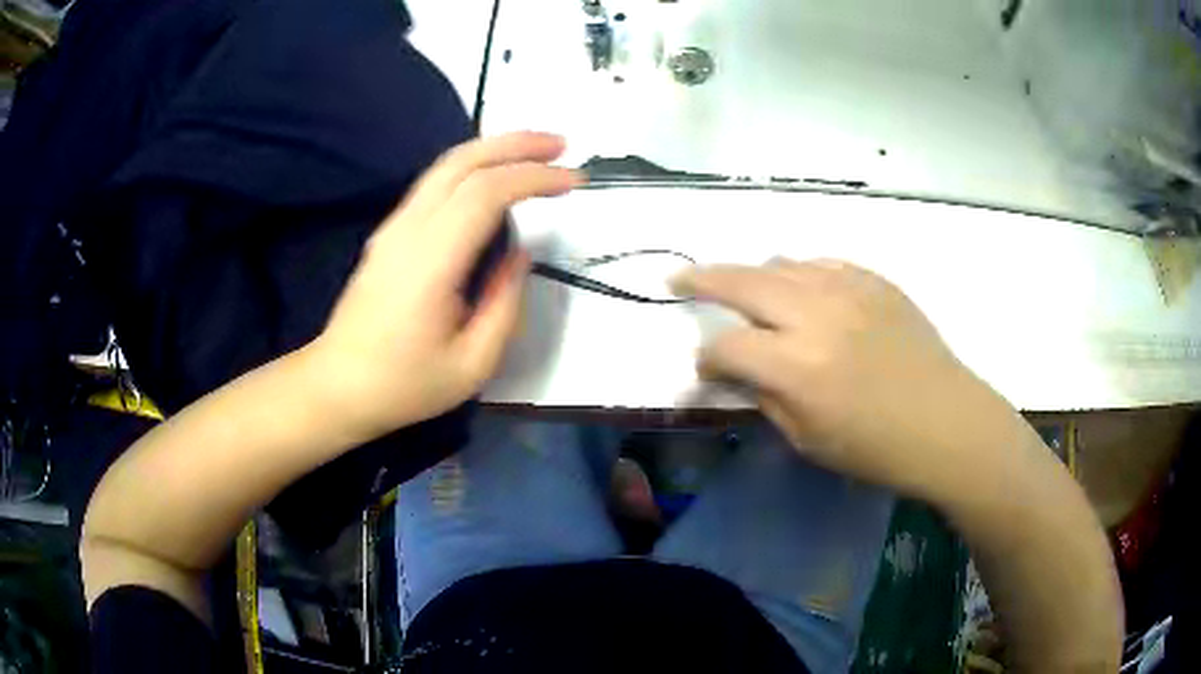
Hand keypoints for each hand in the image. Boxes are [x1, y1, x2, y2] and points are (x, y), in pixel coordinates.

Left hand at [308, 132, 581, 440]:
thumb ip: (505, 305)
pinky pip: (434, 184)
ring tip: (537, 153)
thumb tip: (519, 254)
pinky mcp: (389, 234)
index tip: (574, 182)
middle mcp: (408, 230)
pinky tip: (495, 177)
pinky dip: (472, 168)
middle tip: (562, 145)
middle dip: (516, 144)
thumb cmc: (404, 385)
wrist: (337, 386)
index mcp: (430, 262)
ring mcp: (393, 228)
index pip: (486, 193)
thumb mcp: (472, 365)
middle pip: (462, 161)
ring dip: (494, 149)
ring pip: (445, 166)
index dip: (534, 178)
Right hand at [673, 258, 1018, 497]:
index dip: (707, 359)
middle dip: (701, 280)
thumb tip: (737, 372)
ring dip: (753, 276)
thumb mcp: (808, 439)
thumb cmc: (877, 448)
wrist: (946, 422)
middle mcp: (816, 315)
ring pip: (781, 264)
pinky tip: (801, 289)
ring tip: (746, 291)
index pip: (727, 346)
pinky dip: (799, 273)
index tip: (707, 370)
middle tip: (678, 281)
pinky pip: (822, 263)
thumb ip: (765, 397)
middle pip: (741, 281)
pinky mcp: (875, 280)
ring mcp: (848, 289)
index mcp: (797, 367)